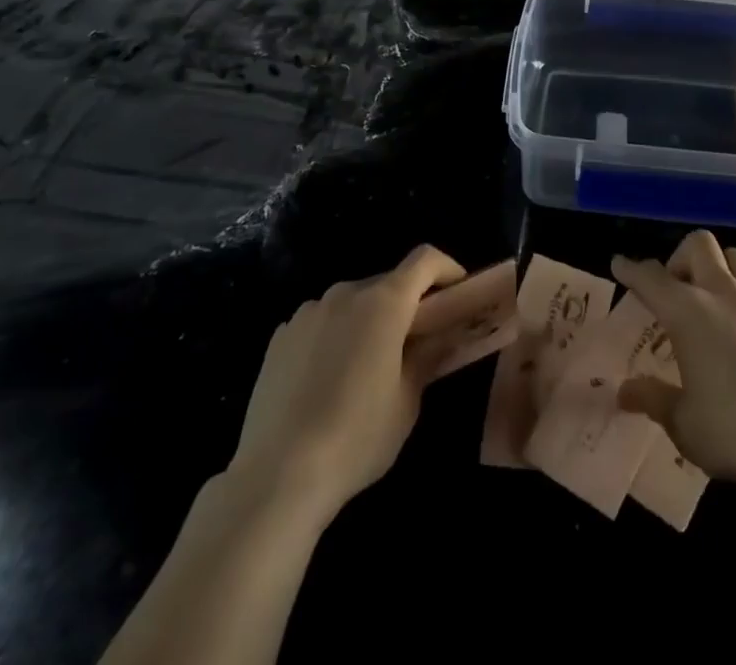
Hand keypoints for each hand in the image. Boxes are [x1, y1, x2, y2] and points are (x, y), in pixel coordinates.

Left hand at [229, 245, 464, 525]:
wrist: (277, 475)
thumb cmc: (356, 437)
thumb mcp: (407, 402)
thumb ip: (427, 357)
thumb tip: (440, 336)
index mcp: (384, 302)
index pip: (425, 260)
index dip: (447, 268)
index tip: (458, 292)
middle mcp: (345, 293)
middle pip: (387, 283)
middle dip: (406, 305)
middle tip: (415, 343)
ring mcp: (308, 311)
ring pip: (351, 304)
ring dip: (367, 321)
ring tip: (366, 369)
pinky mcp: (281, 336)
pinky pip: (320, 323)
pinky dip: (334, 337)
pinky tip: (326, 382)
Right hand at [613, 231, 735, 499]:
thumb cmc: (735, 431)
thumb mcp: (684, 423)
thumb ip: (654, 400)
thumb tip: (625, 392)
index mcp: (688, 312)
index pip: (651, 277)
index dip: (632, 269)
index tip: (620, 264)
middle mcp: (722, 294)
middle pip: (699, 245)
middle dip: (681, 258)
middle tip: (676, 291)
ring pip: (735, 258)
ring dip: (718, 269)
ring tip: (713, 303)